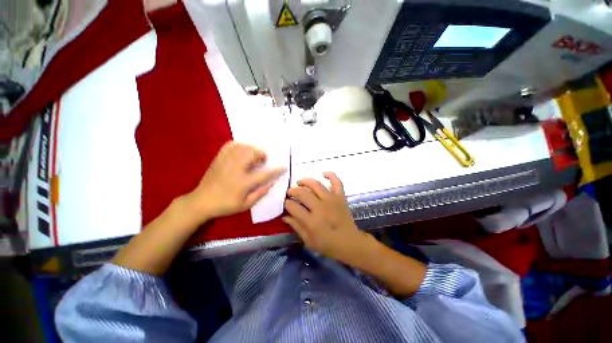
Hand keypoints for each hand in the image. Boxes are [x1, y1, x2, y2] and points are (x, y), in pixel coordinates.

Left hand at [183, 141, 284, 223]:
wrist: (201, 202)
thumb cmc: (225, 205)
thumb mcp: (245, 205)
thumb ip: (260, 193)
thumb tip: (271, 183)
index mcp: (243, 182)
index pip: (264, 174)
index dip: (276, 170)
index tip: (283, 167)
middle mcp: (236, 169)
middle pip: (252, 153)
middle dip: (262, 155)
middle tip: (262, 161)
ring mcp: (226, 161)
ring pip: (243, 147)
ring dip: (252, 149)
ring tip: (253, 156)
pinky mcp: (219, 158)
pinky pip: (230, 145)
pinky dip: (239, 145)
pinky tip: (241, 151)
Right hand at [283, 172, 373, 265]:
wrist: (350, 243)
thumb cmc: (328, 245)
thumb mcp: (308, 241)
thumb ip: (296, 227)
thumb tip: (285, 216)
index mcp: (311, 221)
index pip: (293, 207)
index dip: (287, 203)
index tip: (286, 203)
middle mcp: (320, 208)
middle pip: (302, 193)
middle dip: (293, 191)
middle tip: (290, 192)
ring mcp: (332, 200)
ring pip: (316, 185)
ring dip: (305, 181)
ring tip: (299, 182)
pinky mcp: (340, 197)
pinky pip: (337, 182)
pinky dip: (331, 175)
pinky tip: (323, 173)